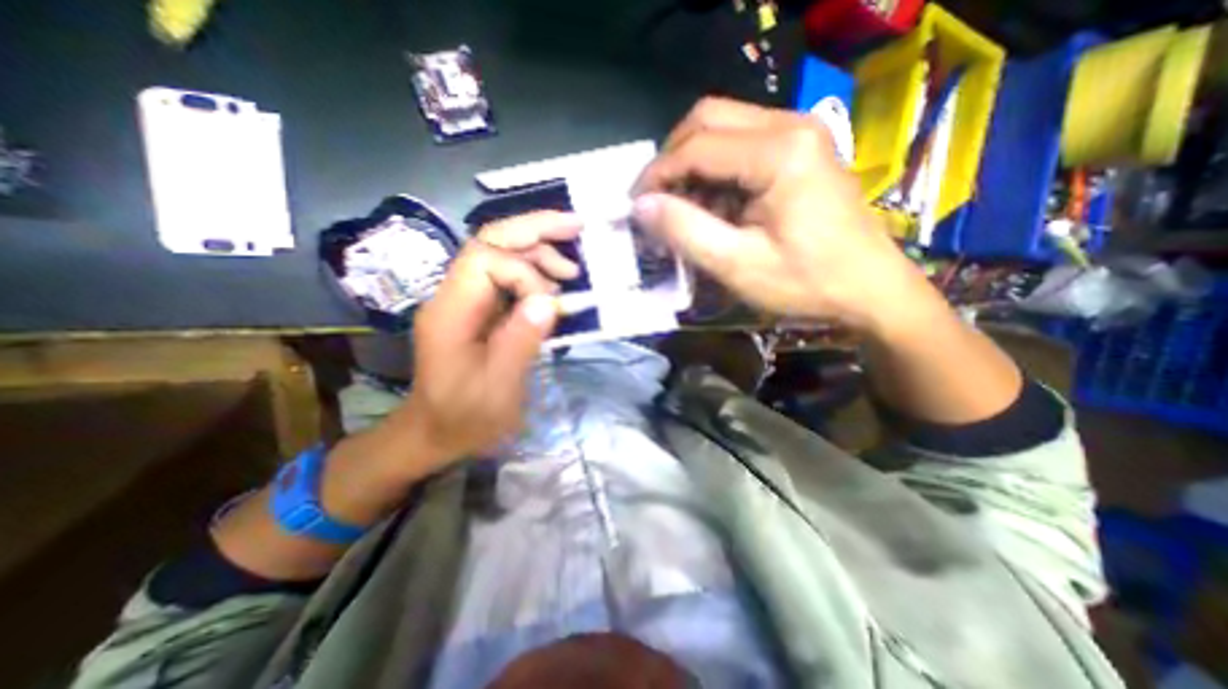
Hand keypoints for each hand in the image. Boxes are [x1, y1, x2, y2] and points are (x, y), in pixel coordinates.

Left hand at [397, 209, 581, 468]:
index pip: (486, 260)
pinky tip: (556, 287)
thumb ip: (521, 342)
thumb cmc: (465, 418)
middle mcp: (454, 295)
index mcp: (450, 312)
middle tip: (577, 225)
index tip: (552, 305)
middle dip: (535, 229)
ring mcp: (465, 299)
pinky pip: (507, 276)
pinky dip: (535, 273)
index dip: (526, 272)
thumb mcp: (498, 389)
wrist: (435, 432)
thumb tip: (548, 301)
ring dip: (538, 252)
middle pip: (490, 241)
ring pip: (500, 253)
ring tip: (571, 272)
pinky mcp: (478, 308)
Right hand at [632, 97, 932, 329]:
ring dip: (692, 166)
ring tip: (683, 210)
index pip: (696, 146)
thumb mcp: (738, 265)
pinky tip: (713, 207)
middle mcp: (790, 126)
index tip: (635, 207)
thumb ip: (686, 231)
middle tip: (656, 201)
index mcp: (779, 152)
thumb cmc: (807, 283)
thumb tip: (640, 206)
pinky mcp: (799, 150)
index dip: (657, 175)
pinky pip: (741, 146)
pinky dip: (715, 172)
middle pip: (707, 119)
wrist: (869, 289)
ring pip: (722, 128)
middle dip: (672, 160)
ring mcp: (798, 134)